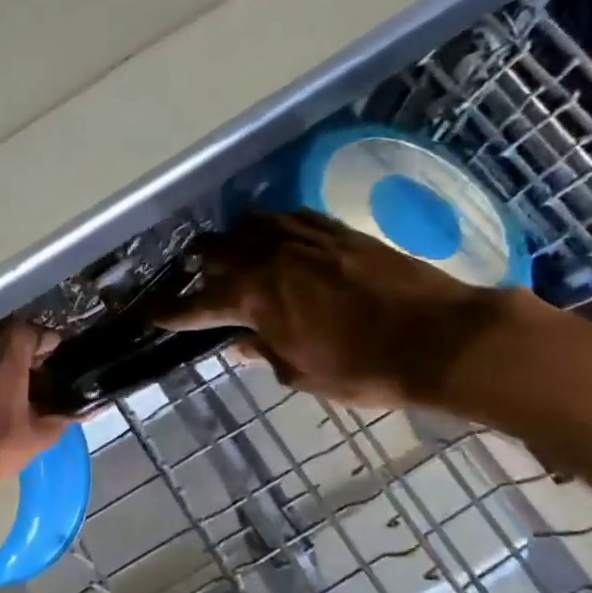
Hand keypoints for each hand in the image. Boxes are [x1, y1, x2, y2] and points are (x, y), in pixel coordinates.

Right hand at [156, 211, 516, 406]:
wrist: (441, 339)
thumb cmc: (363, 369)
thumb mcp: (301, 373)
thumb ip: (264, 352)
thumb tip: (243, 342)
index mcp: (252, 298)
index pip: (196, 304)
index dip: (170, 313)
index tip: (150, 315)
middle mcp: (269, 259)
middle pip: (217, 250)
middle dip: (197, 263)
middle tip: (191, 274)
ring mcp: (305, 239)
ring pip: (251, 225)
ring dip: (233, 239)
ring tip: (229, 249)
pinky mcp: (338, 232)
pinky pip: (292, 219)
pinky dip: (273, 228)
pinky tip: (277, 237)